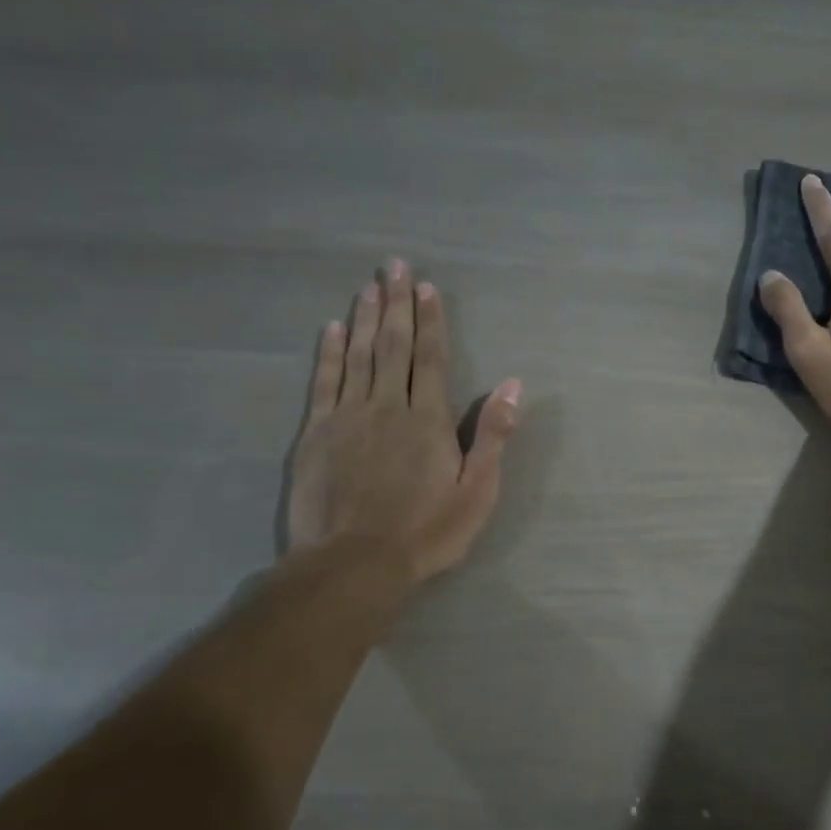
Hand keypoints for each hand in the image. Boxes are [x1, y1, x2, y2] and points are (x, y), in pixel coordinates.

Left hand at [285, 259, 521, 580]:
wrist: (353, 564)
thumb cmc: (426, 532)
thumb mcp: (477, 491)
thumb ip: (493, 435)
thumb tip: (514, 385)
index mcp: (427, 419)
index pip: (431, 358)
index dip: (430, 320)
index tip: (426, 287)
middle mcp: (387, 406)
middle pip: (394, 346)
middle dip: (396, 304)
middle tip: (393, 265)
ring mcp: (347, 417)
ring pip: (358, 356)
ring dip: (366, 318)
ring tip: (369, 286)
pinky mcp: (316, 434)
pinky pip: (324, 382)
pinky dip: (329, 353)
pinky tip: (333, 328)